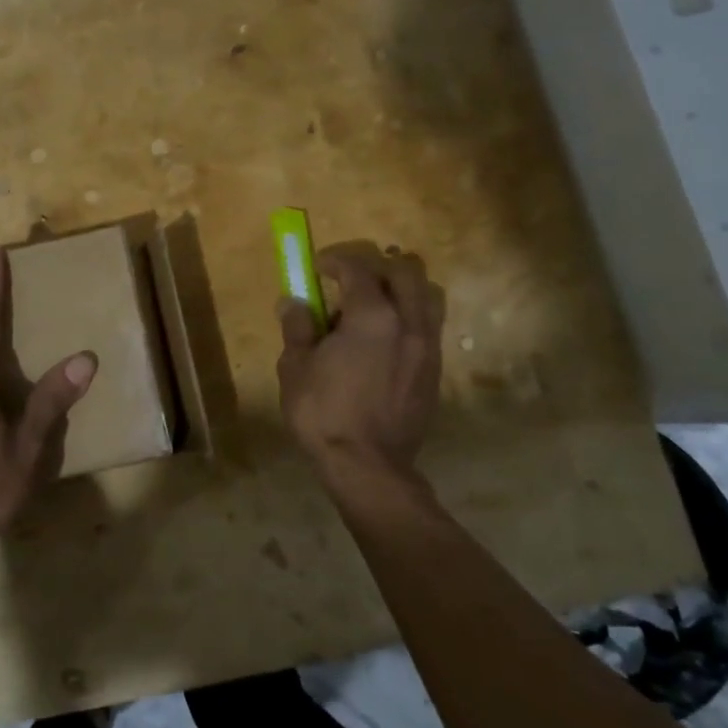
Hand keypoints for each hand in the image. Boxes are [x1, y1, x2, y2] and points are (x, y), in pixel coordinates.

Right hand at [277, 244, 442, 490]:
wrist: (368, 467)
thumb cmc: (324, 413)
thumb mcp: (295, 367)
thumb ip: (297, 328)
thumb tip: (293, 303)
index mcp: (372, 316)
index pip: (358, 269)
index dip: (336, 261)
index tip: (318, 266)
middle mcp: (408, 323)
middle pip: (404, 271)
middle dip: (376, 266)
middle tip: (350, 280)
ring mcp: (427, 347)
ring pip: (427, 296)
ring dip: (401, 289)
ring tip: (375, 305)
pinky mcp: (434, 371)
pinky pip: (428, 326)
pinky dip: (409, 318)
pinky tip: (385, 340)